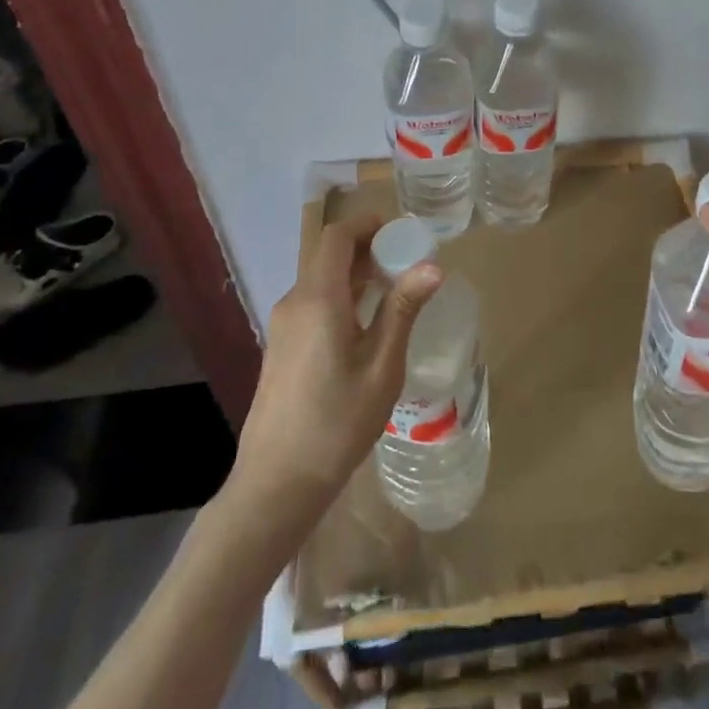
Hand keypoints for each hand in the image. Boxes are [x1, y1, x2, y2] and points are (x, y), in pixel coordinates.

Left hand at [232, 217, 443, 523]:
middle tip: (407, 263)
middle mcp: (295, 302)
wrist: (276, 483)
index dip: (367, 225)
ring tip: (394, 291)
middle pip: (328, 255)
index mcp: (318, 299)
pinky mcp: (281, 346)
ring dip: (355, 274)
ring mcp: (283, 325)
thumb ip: (403, 310)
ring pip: (320, 279)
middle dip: (367, 249)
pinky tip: (366, 324)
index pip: (337, 236)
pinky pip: (313, 303)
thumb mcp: (381, 367)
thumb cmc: (337, 423)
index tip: (402, 233)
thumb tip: (432, 266)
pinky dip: (341, 296)